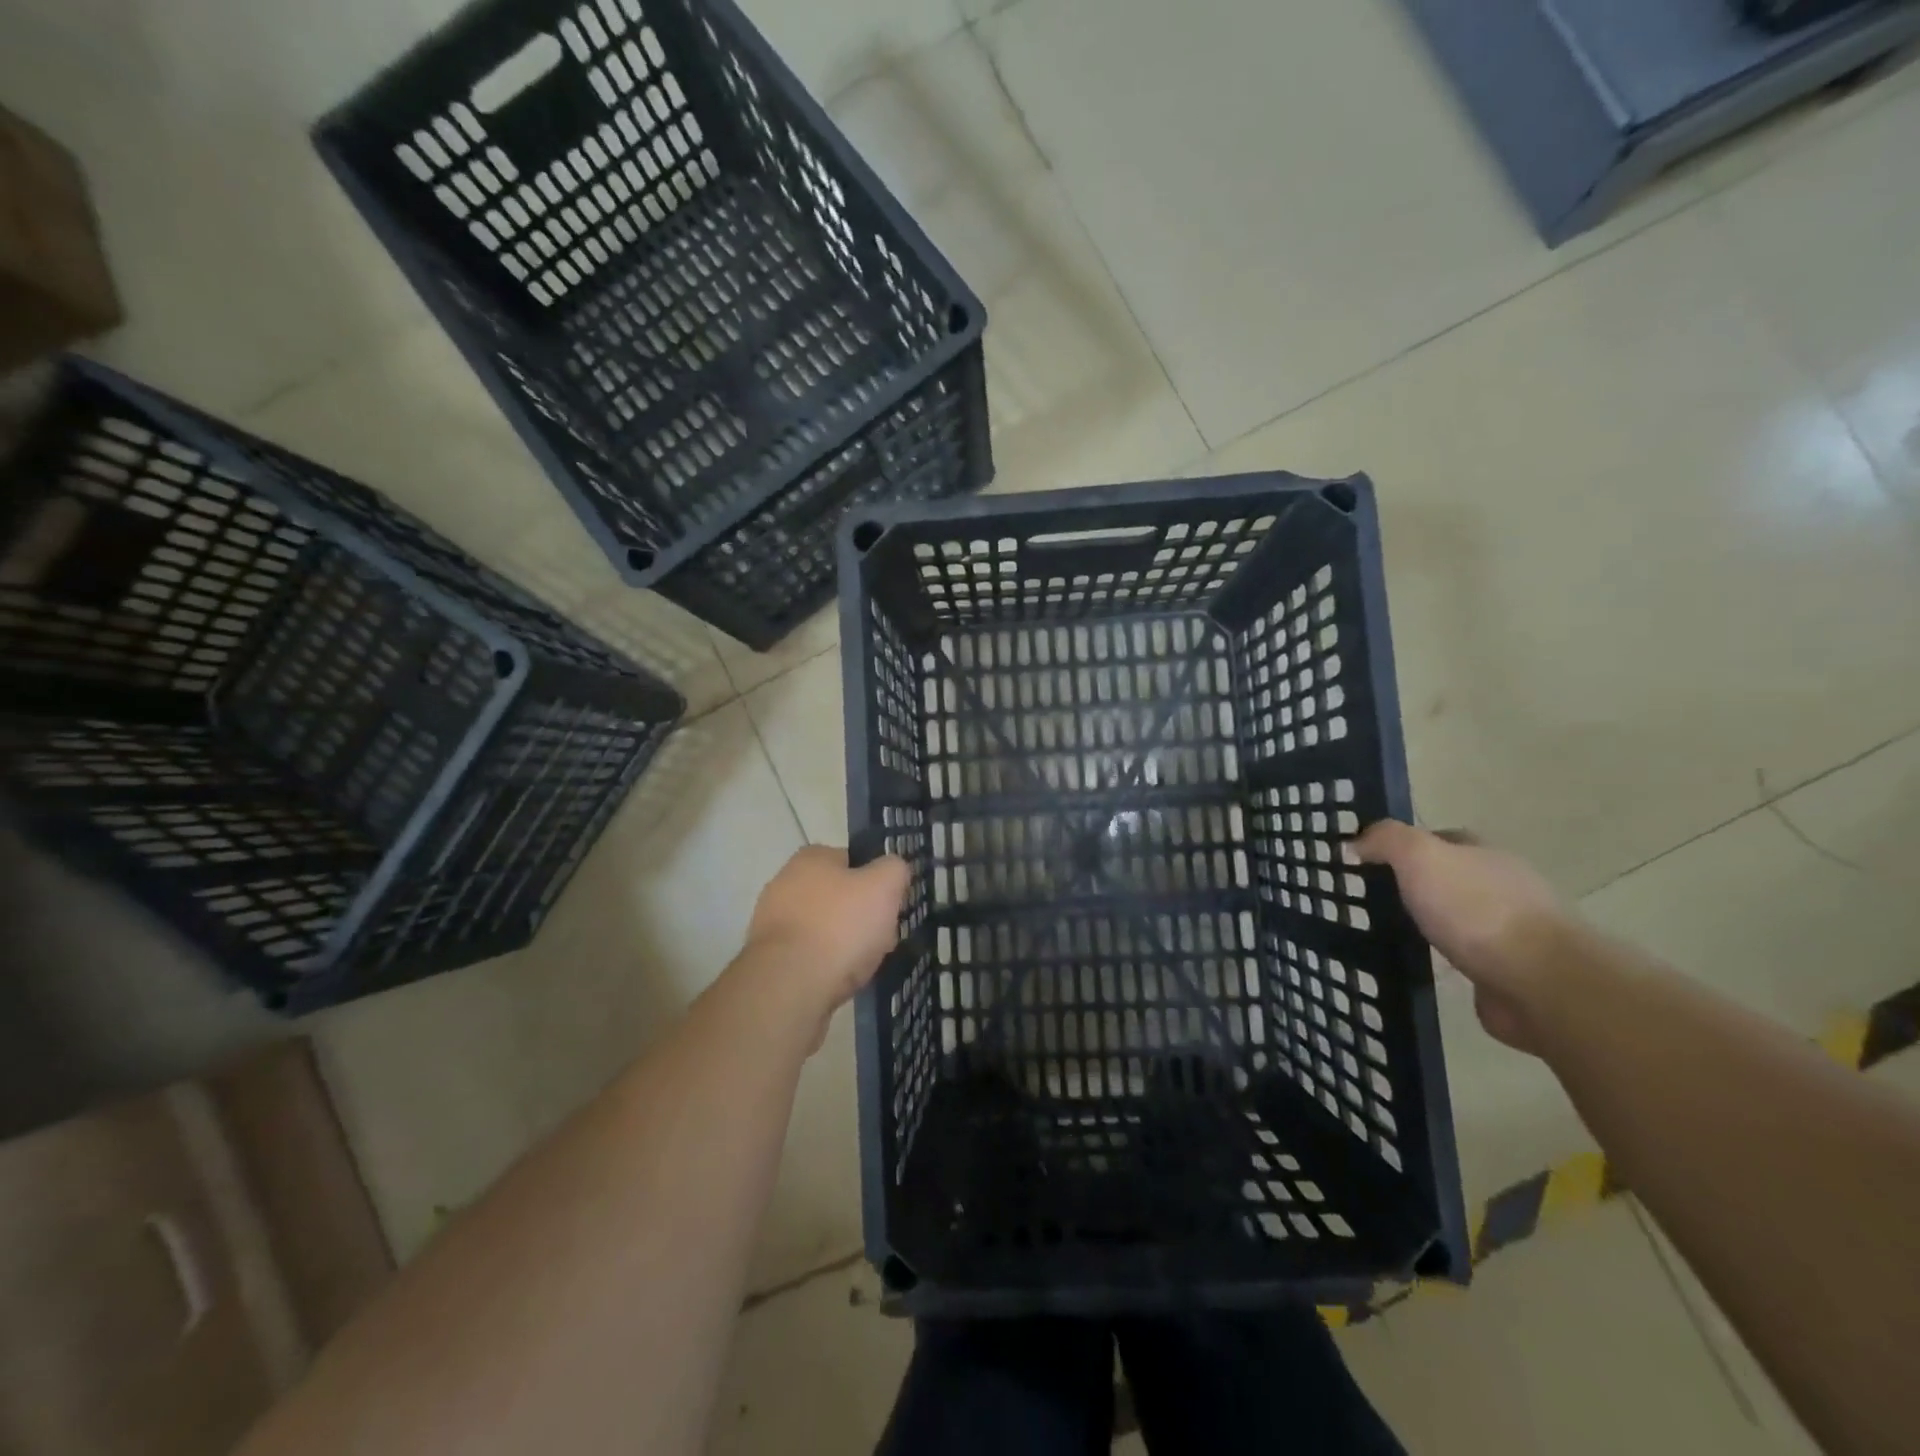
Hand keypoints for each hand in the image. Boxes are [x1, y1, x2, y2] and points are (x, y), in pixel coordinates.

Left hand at [744, 846, 910, 1018]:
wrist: (790, 986)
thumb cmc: (840, 926)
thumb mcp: (884, 886)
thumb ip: (894, 869)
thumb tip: (894, 869)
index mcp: (810, 858)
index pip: (853, 861)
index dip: (877, 882)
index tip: (891, 906)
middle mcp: (785, 883)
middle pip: (839, 897)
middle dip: (862, 916)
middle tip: (882, 938)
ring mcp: (772, 922)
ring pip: (825, 928)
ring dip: (845, 943)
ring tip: (863, 964)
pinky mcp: (768, 958)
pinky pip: (809, 956)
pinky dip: (826, 965)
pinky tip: (839, 980)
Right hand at [1353, 820, 1568, 1050]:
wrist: (1541, 984)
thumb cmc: (1477, 910)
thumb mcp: (1420, 856)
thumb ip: (1386, 841)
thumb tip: (1356, 842)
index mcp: (1485, 855)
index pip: (1441, 839)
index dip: (1405, 846)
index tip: (1369, 862)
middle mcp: (1504, 887)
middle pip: (1452, 877)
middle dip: (1418, 886)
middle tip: (1372, 899)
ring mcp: (1513, 932)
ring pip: (1461, 919)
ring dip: (1434, 924)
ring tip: (1390, 934)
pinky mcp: (1512, 973)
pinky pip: (1470, 959)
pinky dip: (1449, 961)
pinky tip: (1425, 967)